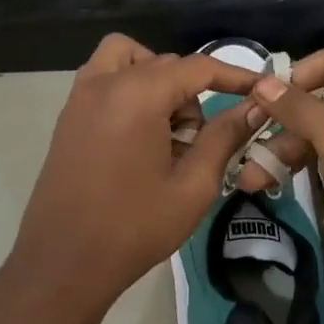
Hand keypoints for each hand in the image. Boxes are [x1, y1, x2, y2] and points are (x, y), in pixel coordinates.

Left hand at [0, 34, 262, 323]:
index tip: (260, 92)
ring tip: (166, 134)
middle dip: (191, 94)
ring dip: (157, 81)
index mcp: (138, 94)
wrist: (62, 263)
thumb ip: (224, 138)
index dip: (235, 76)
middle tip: (196, 145)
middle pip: (164, 64)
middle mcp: (104, 82)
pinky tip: (139, 138)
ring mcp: (79, 97)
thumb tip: (254, 108)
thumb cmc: (133, 228)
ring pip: (129, 59)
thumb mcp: (192, 186)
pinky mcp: (67, 116)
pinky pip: (105, 79)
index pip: (198, 67)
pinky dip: (129, 89)